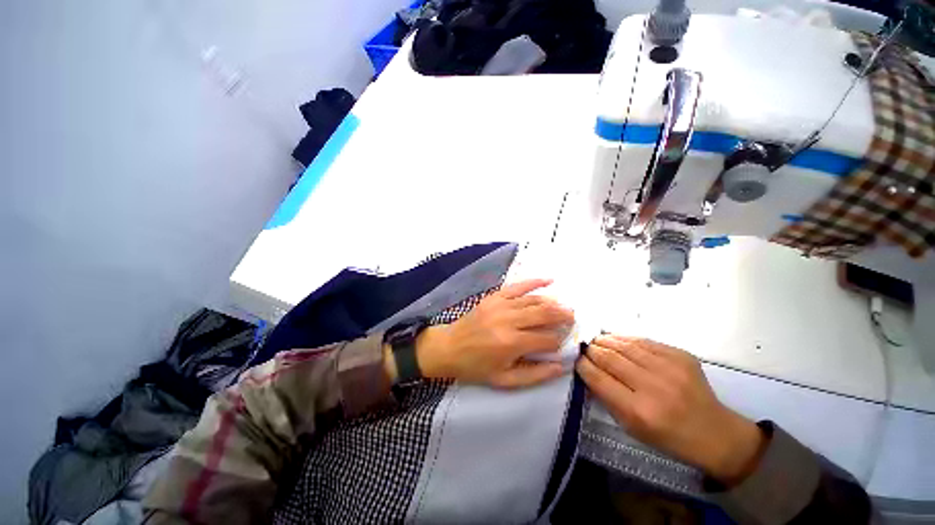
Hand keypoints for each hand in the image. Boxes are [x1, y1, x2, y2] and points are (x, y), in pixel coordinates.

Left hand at [417, 279, 574, 388]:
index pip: (547, 339)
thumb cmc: (476, 366)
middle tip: (574, 318)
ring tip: (566, 306)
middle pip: (544, 314)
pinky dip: (534, 282)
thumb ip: (535, 375)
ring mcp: (501, 305)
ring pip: (534, 300)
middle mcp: (509, 320)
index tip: (563, 344)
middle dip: (563, 316)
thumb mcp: (504, 380)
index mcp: (512, 343)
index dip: (558, 342)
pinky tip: (549, 280)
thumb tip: (561, 366)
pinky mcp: (494, 297)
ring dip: (553, 302)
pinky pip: (518, 286)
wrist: (449, 347)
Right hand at [576, 335, 766, 484]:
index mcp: (638, 411)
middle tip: (584, 347)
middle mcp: (653, 387)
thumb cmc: (667, 436)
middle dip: (592, 350)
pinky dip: (626, 339)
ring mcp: (670, 368)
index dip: (583, 365)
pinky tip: (617, 339)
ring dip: (606, 340)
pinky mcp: (681, 356)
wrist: (714, 433)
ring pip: (625, 345)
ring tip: (597, 340)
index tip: (576, 359)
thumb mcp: (631, 427)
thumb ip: (607, 397)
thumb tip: (588, 370)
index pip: (599, 378)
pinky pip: (644, 341)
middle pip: (610, 358)